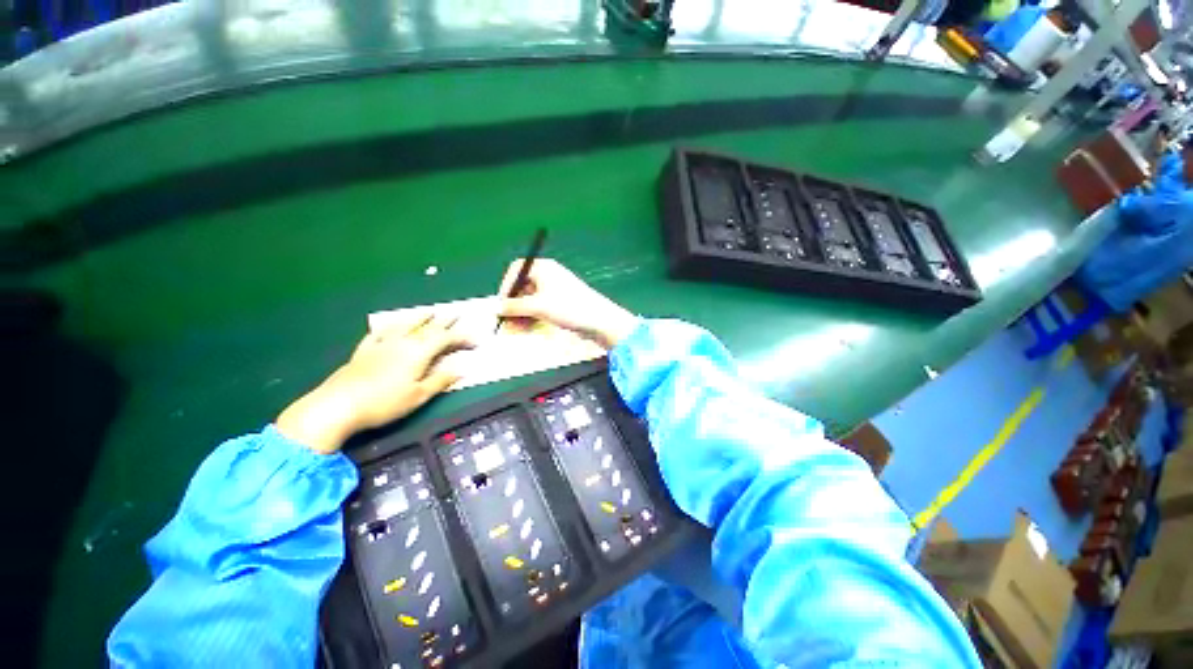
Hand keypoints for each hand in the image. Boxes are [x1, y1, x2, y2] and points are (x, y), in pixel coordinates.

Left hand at [277, 314, 473, 453]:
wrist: (338, 405)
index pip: (446, 339)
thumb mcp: (419, 396)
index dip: (463, 338)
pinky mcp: (364, 351)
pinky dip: (388, 328)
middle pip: (428, 328)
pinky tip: (389, 327)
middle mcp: (402, 342)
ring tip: (430, 311)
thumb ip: (441, 380)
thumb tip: (462, 369)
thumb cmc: (384, 403)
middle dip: (445, 321)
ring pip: (405, 325)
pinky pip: (379, 334)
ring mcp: (381, 345)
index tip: (476, 341)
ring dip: (420, 317)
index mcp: (419, 352)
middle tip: (458, 313)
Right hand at [497, 259, 638, 349]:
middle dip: (513, 306)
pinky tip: (525, 331)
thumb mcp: (537, 307)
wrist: (599, 321)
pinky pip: (541, 309)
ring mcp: (555, 291)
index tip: (500, 303)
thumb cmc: (568, 307)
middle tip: (505, 322)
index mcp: (544, 268)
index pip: (517, 270)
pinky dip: (532, 318)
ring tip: (514, 331)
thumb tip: (495, 308)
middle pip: (523, 287)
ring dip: (520, 315)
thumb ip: (514, 307)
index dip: (506, 285)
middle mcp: (549, 276)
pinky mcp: (561, 304)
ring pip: (531, 301)